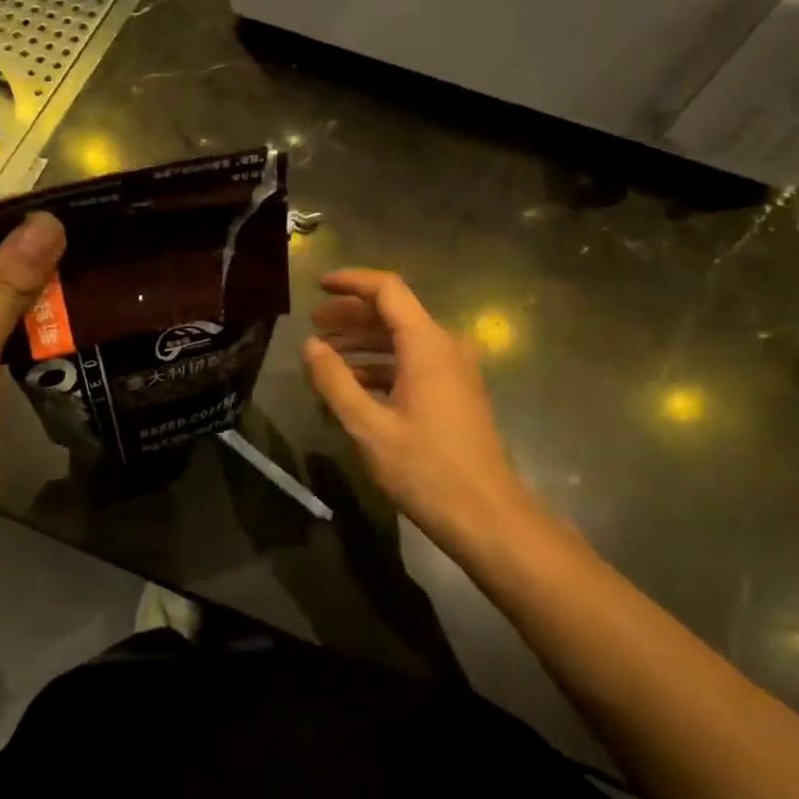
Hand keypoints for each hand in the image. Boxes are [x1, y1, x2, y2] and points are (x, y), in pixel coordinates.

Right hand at [301, 269, 539, 550]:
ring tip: (327, 354)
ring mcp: (455, 371)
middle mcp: (445, 347)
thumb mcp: (369, 427)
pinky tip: (356, 385)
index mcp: (427, 344)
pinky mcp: (457, 393)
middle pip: (394, 313)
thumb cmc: (426, 470)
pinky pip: (415, 364)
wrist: (487, 516)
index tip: (318, 285)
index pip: (387, 290)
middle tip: (314, 325)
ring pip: (404, 340)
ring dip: (365, 343)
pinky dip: (383, 366)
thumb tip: (310, 345)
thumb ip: (335, 382)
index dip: (351, 281)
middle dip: (352, 315)